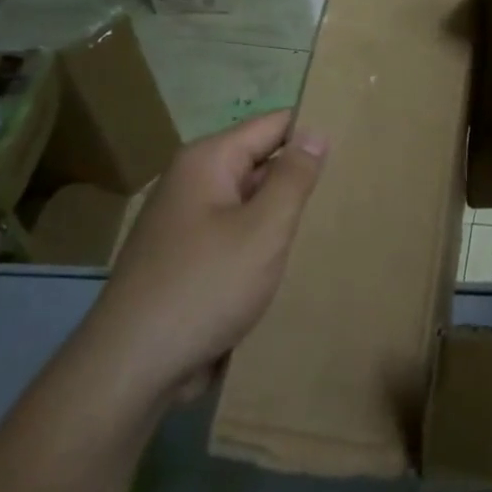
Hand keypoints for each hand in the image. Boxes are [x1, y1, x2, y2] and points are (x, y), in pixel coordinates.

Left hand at [71, 111, 326, 414]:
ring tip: (339, 220)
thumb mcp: (263, 228)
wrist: (134, 366)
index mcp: (208, 162)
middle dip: (303, 175)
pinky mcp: (191, 259)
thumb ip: (293, 177)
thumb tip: (315, 131)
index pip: (274, 126)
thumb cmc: (205, 286)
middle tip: (356, 186)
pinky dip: (266, 242)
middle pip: (262, 162)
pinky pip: (239, 235)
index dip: (313, 131)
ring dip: (286, 213)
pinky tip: (299, 259)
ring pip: (253, 203)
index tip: (357, 144)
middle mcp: (194, 183)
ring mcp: (190, 223)